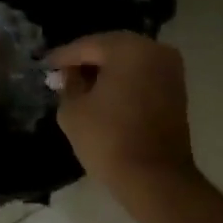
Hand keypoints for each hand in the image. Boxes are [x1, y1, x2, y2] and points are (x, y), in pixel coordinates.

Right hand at [48, 32, 193, 193]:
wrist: (155, 177)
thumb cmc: (108, 139)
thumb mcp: (73, 110)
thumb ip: (68, 84)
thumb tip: (69, 74)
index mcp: (129, 48)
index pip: (87, 45)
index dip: (63, 56)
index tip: (45, 65)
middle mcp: (155, 50)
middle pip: (111, 49)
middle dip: (86, 61)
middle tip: (62, 74)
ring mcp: (171, 70)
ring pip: (130, 62)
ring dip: (106, 71)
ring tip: (81, 86)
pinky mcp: (177, 90)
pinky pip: (143, 76)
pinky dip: (124, 82)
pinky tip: (105, 95)